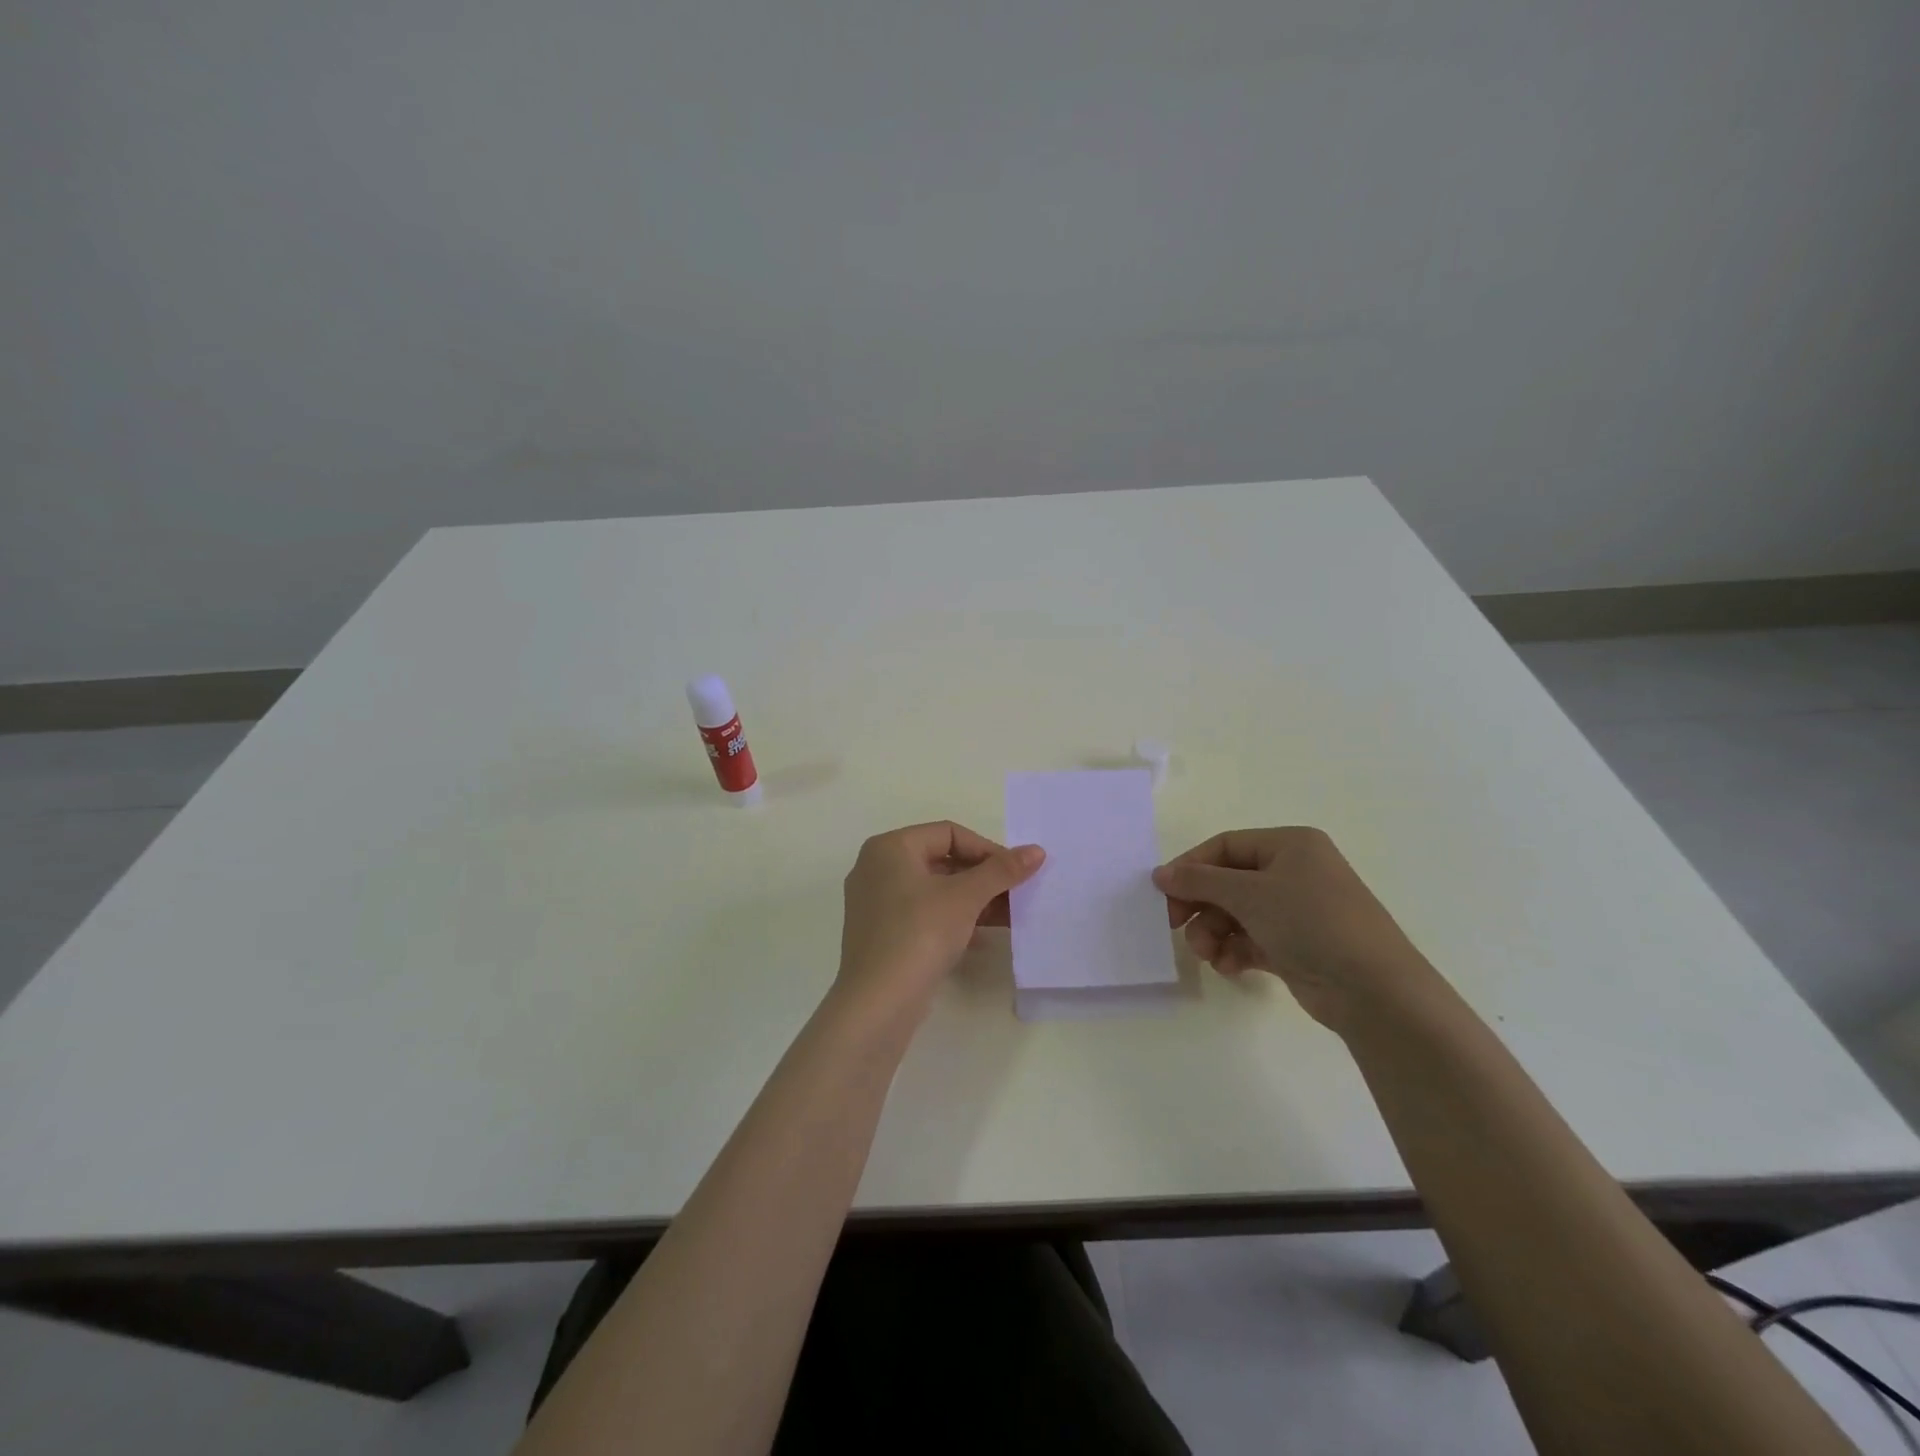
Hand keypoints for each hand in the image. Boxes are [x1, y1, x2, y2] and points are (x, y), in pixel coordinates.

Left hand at [836, 821, 1044, 1022]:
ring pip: (934, 889)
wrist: (878, 1003)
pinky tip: (981, 937)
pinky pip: (924, 914)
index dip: (987, 849)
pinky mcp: (881, 934)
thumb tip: (1036, 851)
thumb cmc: (919, 934)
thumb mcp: (965, 898)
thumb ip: (1001, 871)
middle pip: (941, 860)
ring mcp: (876, 903)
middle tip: (1016, 893)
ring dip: (972, 899)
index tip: (1016, 872)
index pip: (948, 833)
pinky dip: (953, 919)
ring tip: (1008, 915)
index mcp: (890, 848)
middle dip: (983, 876)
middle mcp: (877, 868)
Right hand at [1152, 827, 1434, 1033]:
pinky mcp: (1298, 946)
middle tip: (1176, 927)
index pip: (1225, 846)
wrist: (1373, 989)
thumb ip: (1199, 880)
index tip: (1163, 893)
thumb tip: (1160, 873)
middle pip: (1228, 882)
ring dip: (1214, 932)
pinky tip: (1228, 967)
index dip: (1191, 867)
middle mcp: (1295, 872)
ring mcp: (1298, 911)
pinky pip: (1253, 939)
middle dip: (1201, 906)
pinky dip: (1235, 951)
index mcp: (1290, 845)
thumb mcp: (1248, 893)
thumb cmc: (1310, 921)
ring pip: (1237, 914)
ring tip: (1207, 954)